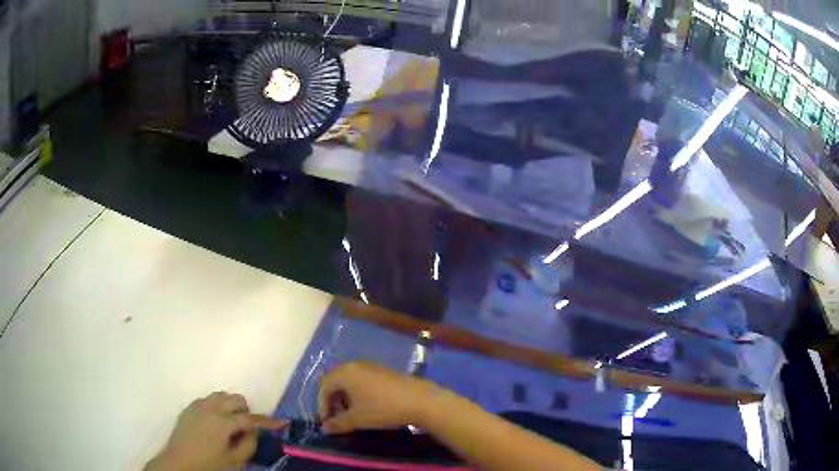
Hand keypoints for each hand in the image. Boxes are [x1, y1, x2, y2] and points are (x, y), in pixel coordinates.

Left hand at [145, 392, 286, 470]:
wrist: (178, 463)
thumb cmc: (208, 465)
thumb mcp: (234, 462)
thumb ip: (247, 445)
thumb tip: (254, 432)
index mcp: (222, 422)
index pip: (250, 419)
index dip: (268, 421)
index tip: (282, 422)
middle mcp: (210, 408)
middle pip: (234, 399)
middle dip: (246, 410)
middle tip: (248, 426)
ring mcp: (197, 406)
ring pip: (220, 395)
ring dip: (230, 405)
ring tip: (232, 422)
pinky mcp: (188, 408)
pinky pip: (207, 399)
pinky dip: (216, 406)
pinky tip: (215, 421)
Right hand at [317, 361, 449, 434]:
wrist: (420, 400)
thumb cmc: (383, 408)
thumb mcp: (357, 419)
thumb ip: (338, 423)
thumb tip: (324, 428)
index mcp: (344, 372)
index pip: (323, 386)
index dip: (322, 405)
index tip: (327, 422)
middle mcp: (355, 365)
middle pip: (335, 381)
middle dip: (332, 400)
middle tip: (337, 417)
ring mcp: (370, 367)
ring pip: (349, 381)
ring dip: (345, 397)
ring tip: (351, 414)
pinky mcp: (383, 371)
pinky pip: (362, 380)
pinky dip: (358, 393)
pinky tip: (366, 407)